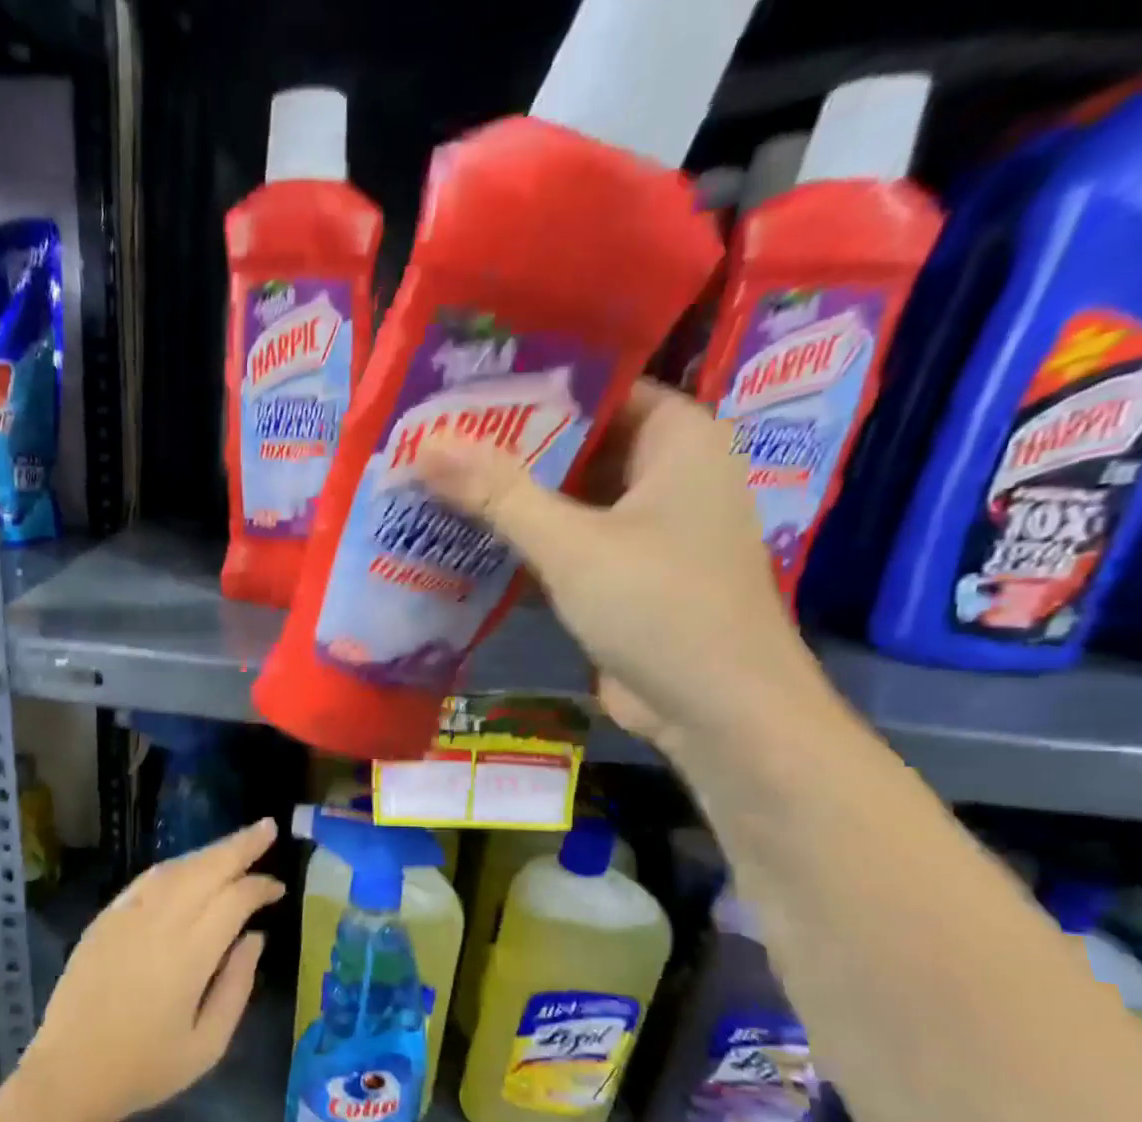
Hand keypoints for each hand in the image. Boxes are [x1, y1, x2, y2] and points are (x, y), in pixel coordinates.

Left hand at [22, 819, 282, 1121]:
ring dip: (208, 852)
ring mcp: (127, 916)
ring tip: (236, 845)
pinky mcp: (105, 919)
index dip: (259, 887)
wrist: (70, 1073)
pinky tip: (189, 868)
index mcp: (189, 955)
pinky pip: (146, 880)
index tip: (278, 890)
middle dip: (240, 845)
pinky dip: (175, 867)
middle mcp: (159, 923)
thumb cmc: (146, 1067)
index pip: (233, 900)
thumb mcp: (208, 1044)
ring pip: (176, 869)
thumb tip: (254, 937)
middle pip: (206, 869)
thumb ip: (237, 986)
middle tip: (267, 828)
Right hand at [416, 379, 821, 752]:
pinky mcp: (624, 576)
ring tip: (434, 484)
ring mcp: (646, 529)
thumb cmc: (660, 607)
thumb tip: (425, 444)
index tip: (460, 391)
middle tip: (431, 440)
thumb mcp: (573, 545)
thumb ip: (499, 493)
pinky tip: (466, 542)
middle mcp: (666, 473)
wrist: (716, 712)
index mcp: (677, 438)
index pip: (596, 389)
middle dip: (507, 450)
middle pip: (576, 445)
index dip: (528, 389)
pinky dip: (525, 544)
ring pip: (567, 499)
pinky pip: (567, 544)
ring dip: (510, 501)